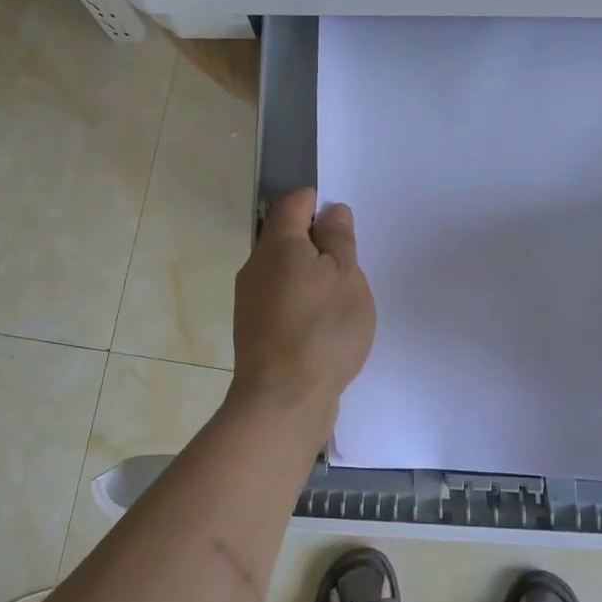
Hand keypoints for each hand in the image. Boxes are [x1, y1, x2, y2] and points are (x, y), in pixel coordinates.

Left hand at [230, 188, 376, 427]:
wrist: (283, 400)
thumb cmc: (322, 330)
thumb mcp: (346, 277)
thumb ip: (339, 240)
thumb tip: (331, 211)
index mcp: (278, 245)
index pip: (293, 203)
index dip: (318, 201)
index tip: (343, 218)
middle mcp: (256, 267)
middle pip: (284, 237)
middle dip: (316, 240)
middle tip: (350, 259)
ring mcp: (250, 300)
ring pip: (282, 270)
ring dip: (309, 273)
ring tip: (341, 293)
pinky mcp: (254, 330)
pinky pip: (280, 299)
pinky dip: (301, 299)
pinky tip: (323, 322)